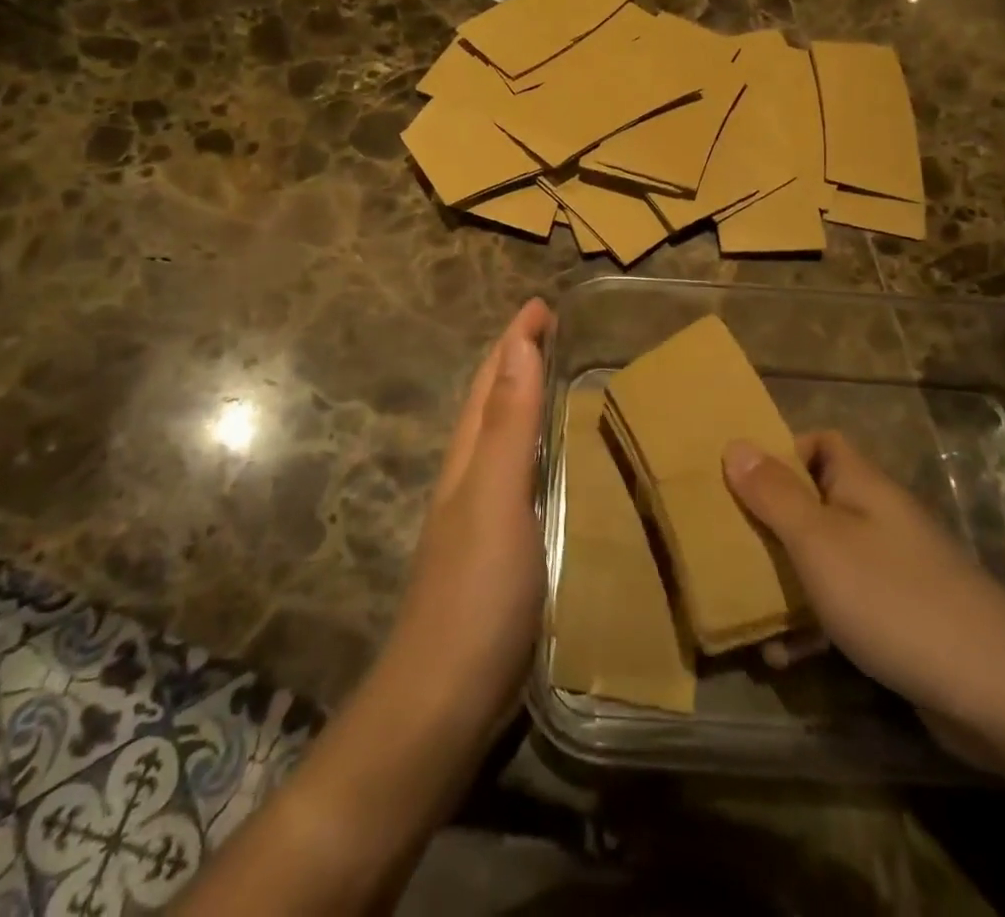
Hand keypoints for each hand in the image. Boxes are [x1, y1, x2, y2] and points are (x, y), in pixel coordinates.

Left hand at [384, 299, 552, 747]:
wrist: (443, 701)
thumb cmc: (475, 592)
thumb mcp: (496, 497)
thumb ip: (509, 424)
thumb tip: (518, 345)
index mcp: (469, 457)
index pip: (491, 380)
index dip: (514, 339)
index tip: (542, 303)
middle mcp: (470, 477)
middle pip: (491, 402)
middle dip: (516, 360)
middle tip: (554, 330)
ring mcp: (481, 516)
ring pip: (504, 438)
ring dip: (526, 400)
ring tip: (561, 380)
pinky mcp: (499, 551)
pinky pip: (520, 477)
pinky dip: (537, 449)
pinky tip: (558, 463)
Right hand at [723, 431, 1004, 748]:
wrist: (998, 692)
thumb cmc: (893, 597)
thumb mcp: (819, 541)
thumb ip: (774, 494)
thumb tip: (735, 444)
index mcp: (862, 486)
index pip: (821, 443)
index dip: (782, 452)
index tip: (742, 479)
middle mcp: (877, 519)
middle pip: (815, 502)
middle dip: (771, 522)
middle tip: (729, 542)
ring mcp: (892, 571)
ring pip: (824, 559)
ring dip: (785, 580)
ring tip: (744, 606)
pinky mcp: (900, 621)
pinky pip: (842, 608)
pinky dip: (812, 625)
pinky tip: (782, 657)